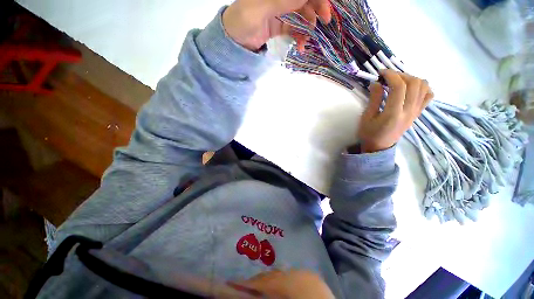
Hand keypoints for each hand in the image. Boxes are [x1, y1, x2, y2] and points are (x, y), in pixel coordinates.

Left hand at [222, 0, 330, 51]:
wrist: (235, 42)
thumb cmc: (242, 20)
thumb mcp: (262, 7)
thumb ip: (284, 0)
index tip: (325, 9)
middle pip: (304, 1)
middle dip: (316, 10)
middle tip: (324, 24)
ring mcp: (281, 12)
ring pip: (302, 15)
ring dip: (308, 28)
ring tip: (306, 41)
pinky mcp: (280, 27)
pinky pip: (294, 29)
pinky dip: (300, 37)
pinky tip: (301, 45)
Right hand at [358, 70, 433, 152]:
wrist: (379, 147)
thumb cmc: (369, 134)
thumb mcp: (366, 117)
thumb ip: (373, 99)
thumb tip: (376, 83)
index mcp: (393, 113)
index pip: (399, 87)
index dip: (391, 75)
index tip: (380, 73)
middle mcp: (409, 111)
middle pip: (414, 83)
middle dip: (401, 74)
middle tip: (388, 77)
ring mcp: (416, 112)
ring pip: (424, 86)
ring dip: (412, 79)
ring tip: (398, 81)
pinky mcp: (418, 113)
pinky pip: (428, 95)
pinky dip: (422, 87)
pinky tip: (410, 88)